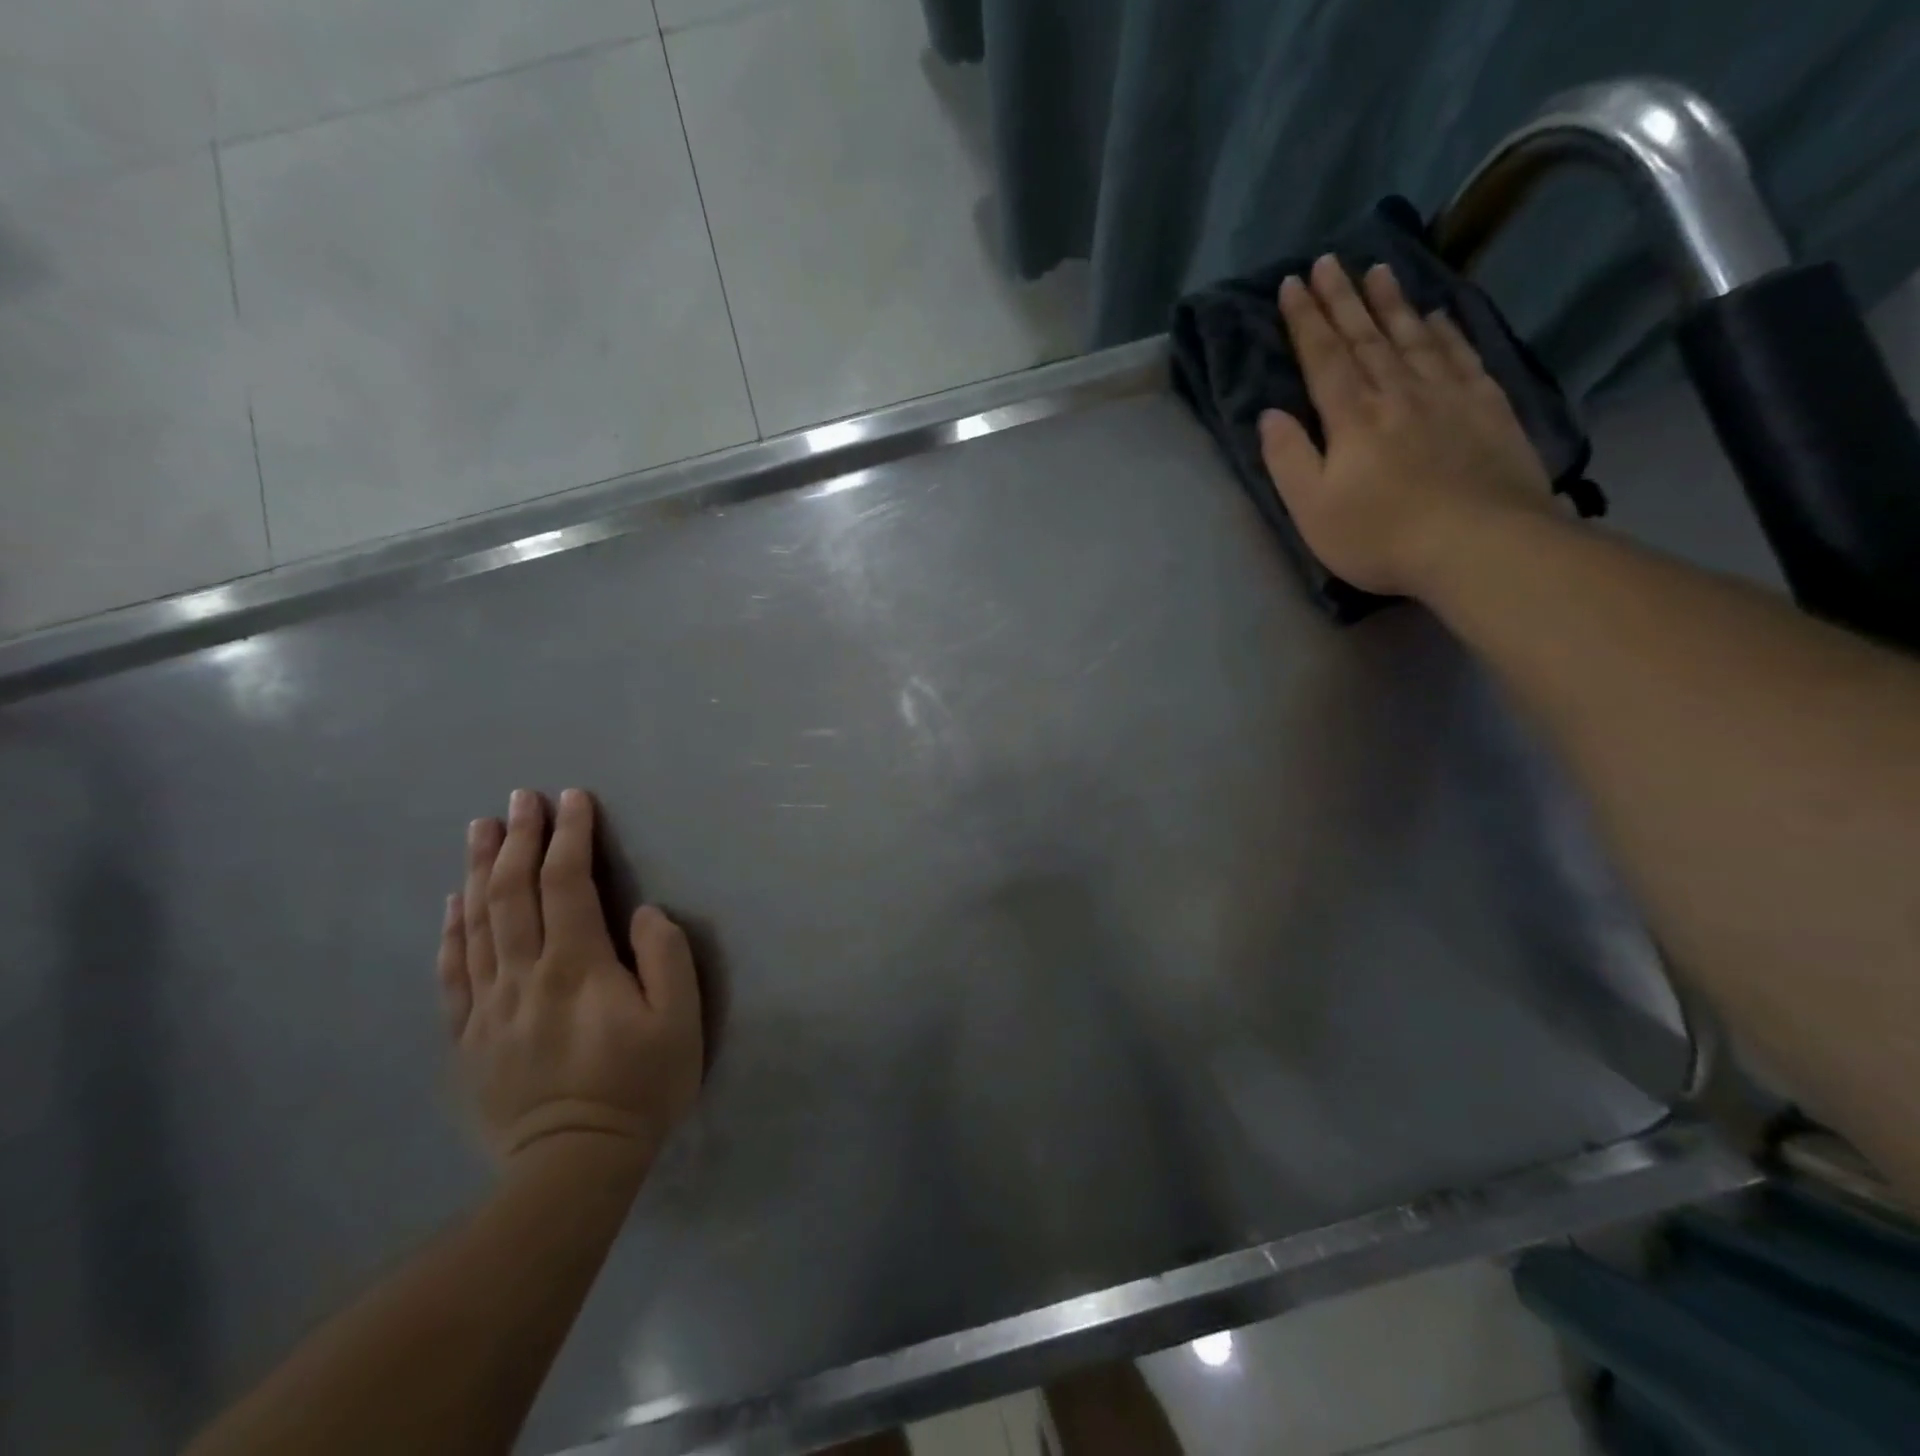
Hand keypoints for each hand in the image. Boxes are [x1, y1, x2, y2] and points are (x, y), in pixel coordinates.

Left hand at [437, 788, 702, 1182]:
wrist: (571, 1167)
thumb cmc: (639, 1088)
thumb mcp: (679, 1021)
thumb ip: (666, 957)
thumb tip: (643, 912)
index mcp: (578, 966)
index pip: (567, 884)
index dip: (570, 836)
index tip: (573, 799)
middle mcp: (525, 975)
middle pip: (512, 893)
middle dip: (518, 838)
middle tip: (522, 798)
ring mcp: (488, 1006)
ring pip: (476, 923)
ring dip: (478, 870)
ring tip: (481, 828)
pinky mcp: (468, 1037)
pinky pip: (453, 972)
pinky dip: (451, 930)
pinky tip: (452, 904)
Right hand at [1257, 255, 1555, 597]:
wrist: (1478, 544)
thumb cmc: (1380, 535)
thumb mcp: (1312, 508)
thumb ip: (1288, 458)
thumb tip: (1270, 413)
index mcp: (1352, 417)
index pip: (1323, 357)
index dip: (1306, 320)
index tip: (1293, 283)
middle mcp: (1398, 392)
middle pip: (1366, 336)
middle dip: (1344, 298)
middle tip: (1330, 261)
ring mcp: (1448, 395)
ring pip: (1414, 337)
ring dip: (1392, 302)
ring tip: (1380, 269)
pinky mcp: (1487, 408)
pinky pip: (1462, 355)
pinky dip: (1447, 330)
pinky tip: (1439, 314)